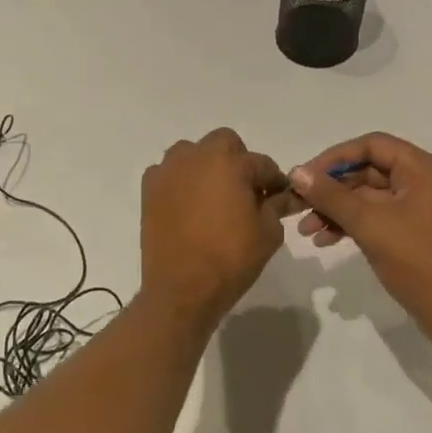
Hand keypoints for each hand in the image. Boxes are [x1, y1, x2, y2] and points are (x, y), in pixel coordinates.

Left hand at [140, 128, 289, 329]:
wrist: (181, 288)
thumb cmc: (230, 259)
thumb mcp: (268, 233)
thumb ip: (276, 206)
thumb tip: (282, 196)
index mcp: (229, 163)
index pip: (261, 163)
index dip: (274, 181)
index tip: (279, 197)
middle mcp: (196, 157)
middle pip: (224, 143)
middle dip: (238, 161)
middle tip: (245, 192)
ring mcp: (168, 171)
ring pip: (192, 153)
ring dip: (206, 166)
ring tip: (214, 196)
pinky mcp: (149, 189)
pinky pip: (169, 173)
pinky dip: (181, 181)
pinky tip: (189, 206)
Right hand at [288, 133, 431, 322]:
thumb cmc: (417, 259)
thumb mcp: (369, 223)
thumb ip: (331, 196)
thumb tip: (297, 172)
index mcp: (424, 170)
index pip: (373, 146)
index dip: (334, 157)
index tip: (305, 176)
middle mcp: (425, 182)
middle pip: (369, 171)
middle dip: (331, 189)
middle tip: (298, 204)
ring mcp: (420, 208)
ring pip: (368, 197)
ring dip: (336, 209)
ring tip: (306, 230)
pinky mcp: (414, 231)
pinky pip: (376, 216)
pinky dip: (351, 224)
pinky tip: (325, 240)